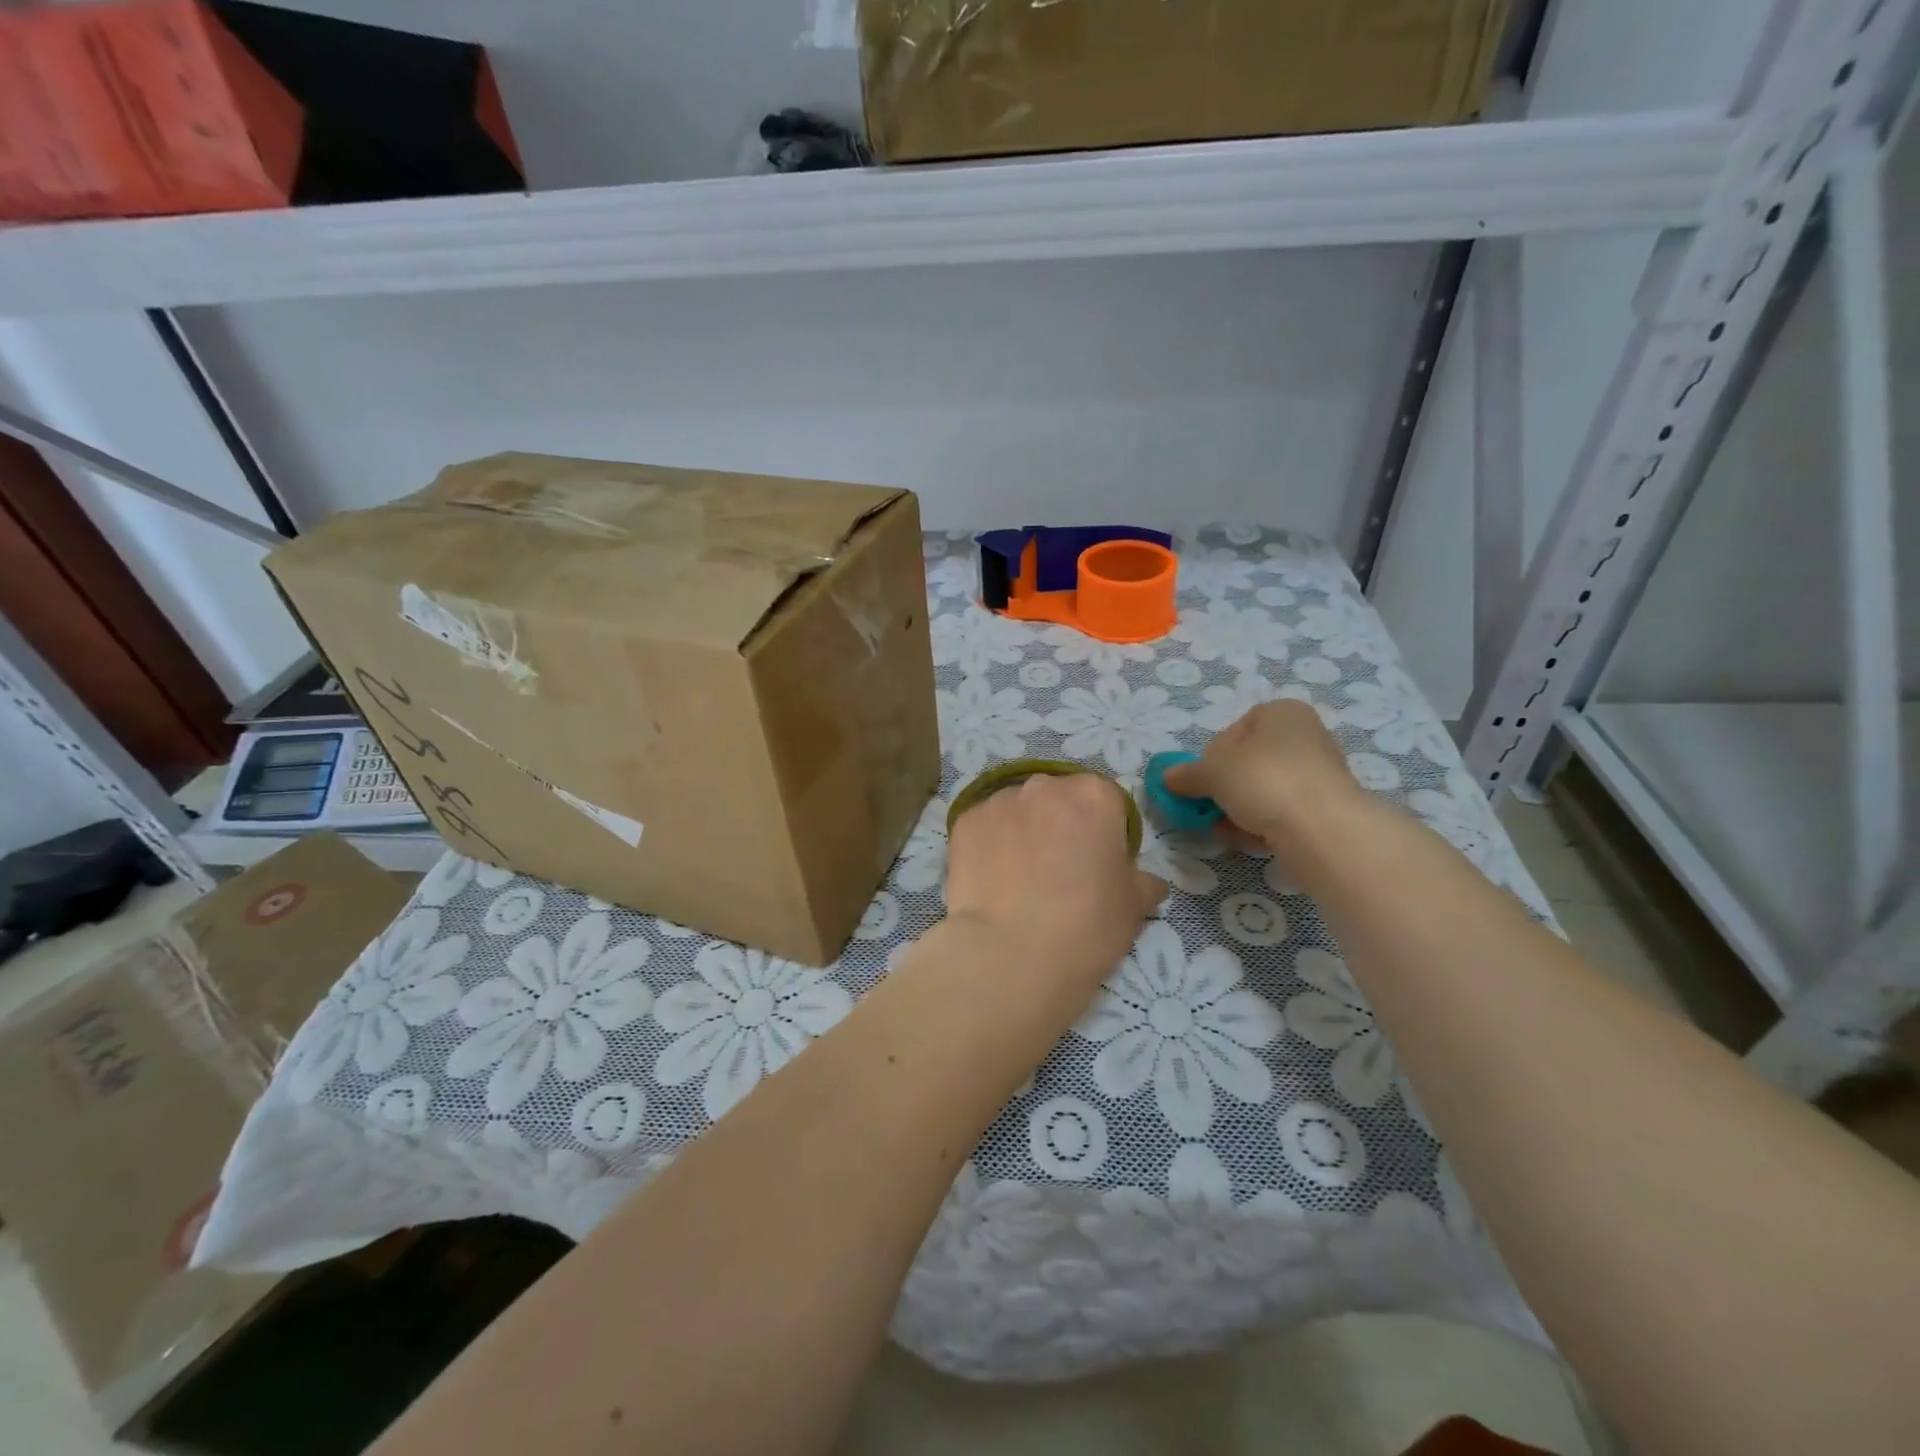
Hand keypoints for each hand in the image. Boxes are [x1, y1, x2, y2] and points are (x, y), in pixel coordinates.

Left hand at [943, 773, 1167, 1000]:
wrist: (1012, 954)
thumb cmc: (1087, 925)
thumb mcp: (1133, 906)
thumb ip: (1142, 882)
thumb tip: (1147, 881)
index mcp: (1094, 795)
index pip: (1107, 802)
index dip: (1104, 833)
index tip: (1098, 864)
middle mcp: (1045, 785)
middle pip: (1058, 799)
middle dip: (1060, 825)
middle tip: (1058, 872)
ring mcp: (999, 801)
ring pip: (1018, 810)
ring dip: (1022, 832)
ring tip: (1020, 880)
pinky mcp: (964, 822)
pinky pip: (984, 828)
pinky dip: (989, 846)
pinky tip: (993, 882)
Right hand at [1160, 700, 1362, 849]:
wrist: (1323, 828)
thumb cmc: (1263, 780)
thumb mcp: (1211, 772)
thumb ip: (1187, 774)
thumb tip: (1166, 778)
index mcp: (1280, 712)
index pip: (1232, 732)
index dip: (1211, 759)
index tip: (1204, 783)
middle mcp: (1304, 734)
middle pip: (1248, 763)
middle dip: (1226, 789)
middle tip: (1212, 810)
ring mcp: (1319, 772)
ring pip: (1264, 790)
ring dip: (1241, 810)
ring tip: (1230, 829)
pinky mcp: (1327, 806)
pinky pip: (1284, 812)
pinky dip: (1265, 824)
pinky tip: (1254, 839)